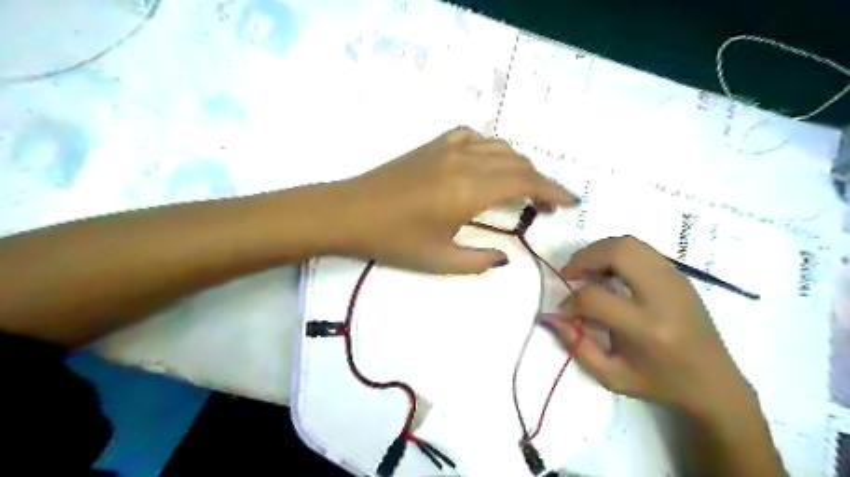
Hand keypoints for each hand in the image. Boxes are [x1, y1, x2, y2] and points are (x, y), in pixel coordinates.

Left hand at [329, 127, 580, 274]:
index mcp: (470, 189)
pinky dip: (490, 148)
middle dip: (540, 182)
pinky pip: (473, 137)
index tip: (570, 202)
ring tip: (522, 187)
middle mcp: (465, 161)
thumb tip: (503, 256)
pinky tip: (486, 163)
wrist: (349, 212)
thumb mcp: (439, 260)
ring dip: (517, 165)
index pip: (526, 183)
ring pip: (498, 147)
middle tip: (547, 205)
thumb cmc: (393, 240)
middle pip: (517, 163)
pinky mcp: (433, 145)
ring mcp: (448, 148)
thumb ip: (478, 259)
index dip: (553, 191)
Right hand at [545, 236, 748, 417]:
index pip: (595, 297)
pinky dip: (616, 253)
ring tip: (587, 270)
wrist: (715, 382)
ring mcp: (676, 281)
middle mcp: (664, 296)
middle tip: (570, 273)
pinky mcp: (680, 276)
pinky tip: (609, 272)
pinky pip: (641, 250)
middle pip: (618, 252)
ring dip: (599, 251)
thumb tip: (550, 316)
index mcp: (648, 328)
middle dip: (584, 257)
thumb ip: (575, 345)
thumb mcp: (611, 376)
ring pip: (630, 244)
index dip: (570, 301)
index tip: (564, 310)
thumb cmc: (659, 383)